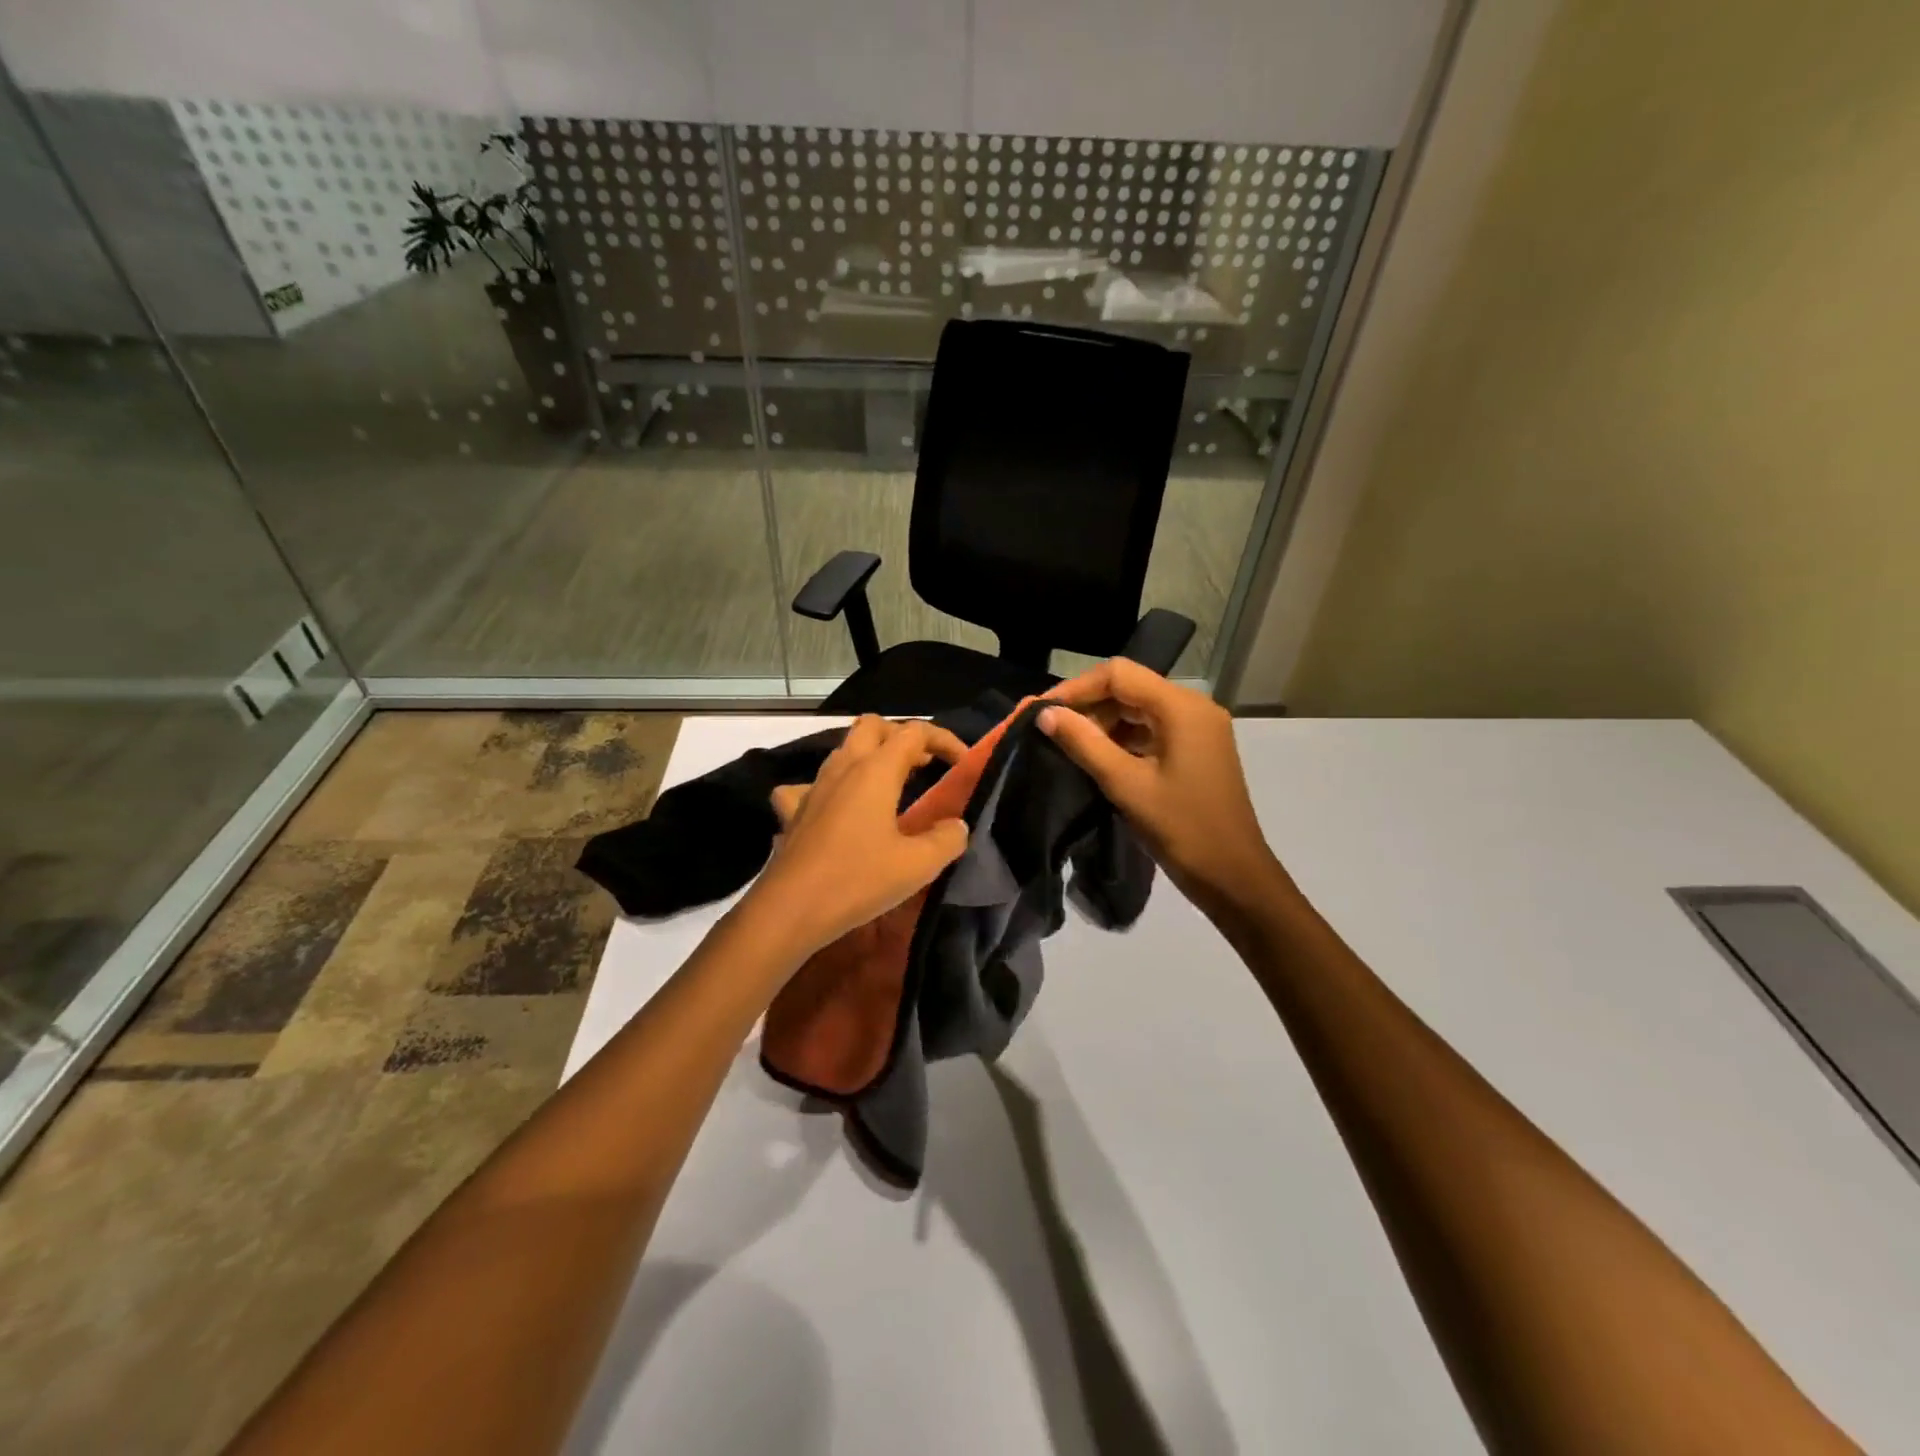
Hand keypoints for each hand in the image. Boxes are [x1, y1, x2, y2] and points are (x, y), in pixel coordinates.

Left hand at [747, 716, 969, 960]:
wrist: (789, 909)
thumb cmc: (857, 880)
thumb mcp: (917, 865)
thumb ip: (947, 839)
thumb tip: (957, 826)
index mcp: (875, 770)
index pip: (914, 732)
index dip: (943, 739)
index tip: (962, 762)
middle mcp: (843, 767)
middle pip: (873, 726)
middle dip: (901, 736)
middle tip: (924, 764)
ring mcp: (814, 786)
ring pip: (843, 750)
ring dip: (871, 756)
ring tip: (892, 785)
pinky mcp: (794, 811)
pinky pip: (811, 785)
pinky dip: (831, 788)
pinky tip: (837, 808)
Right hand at [1039, 659, 1285, 917]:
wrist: (1233, 876)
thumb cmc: (1181, 828)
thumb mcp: (1126, 784)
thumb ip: (1084, 743)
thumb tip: (1045, 714)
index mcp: (1182, 707)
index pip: (1119, 675)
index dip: (1076, 688)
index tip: (1043, 712)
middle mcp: (1193, 707)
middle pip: (1129, 688)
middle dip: (1088, 706)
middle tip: (1051, 731)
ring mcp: (1198, 729)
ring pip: (1139, 709)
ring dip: (1103, 723)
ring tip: (1068, 746)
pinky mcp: (1196, 750)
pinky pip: (1152, 730)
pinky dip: (1123, 738)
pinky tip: (1097, 758)